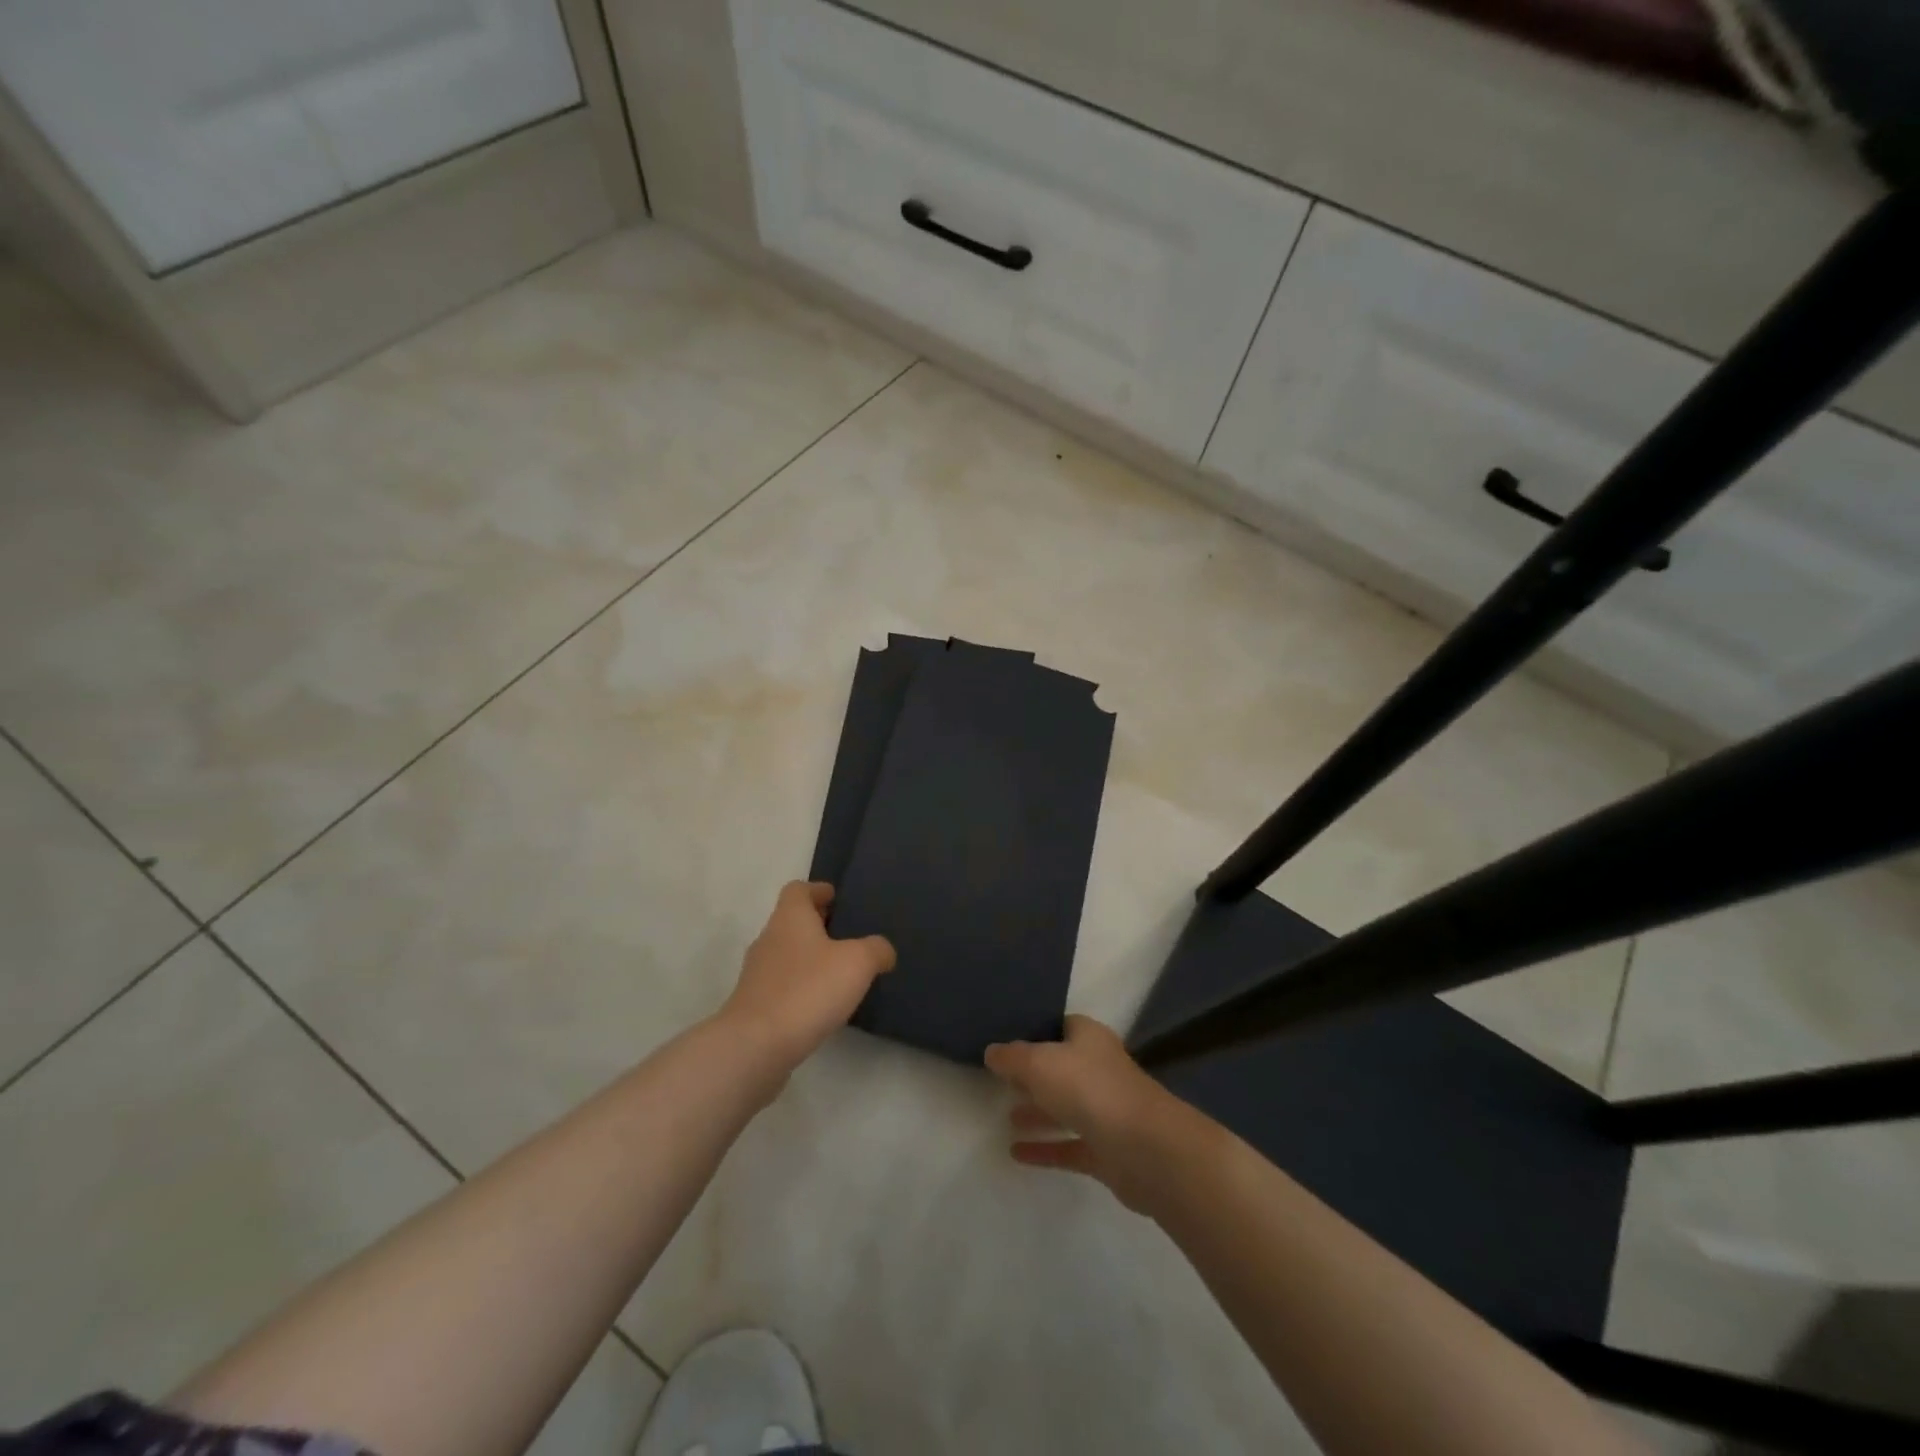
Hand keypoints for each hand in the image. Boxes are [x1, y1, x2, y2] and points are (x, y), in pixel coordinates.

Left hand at [721, 881, 894, 1072]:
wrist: (756, 1046)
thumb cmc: (808, 990)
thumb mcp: (857, 963)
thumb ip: (876, 949)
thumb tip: (882, 951)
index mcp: (789, 918)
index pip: (798, 889)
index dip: (818, 890)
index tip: (837, 899)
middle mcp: (768, 939)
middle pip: (792, 922)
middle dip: (818, 926)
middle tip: (848, 937)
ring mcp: (757, 974)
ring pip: (787, 954)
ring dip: (810, 959)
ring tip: (840, 974)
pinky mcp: (755, 1006)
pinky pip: (782, 985)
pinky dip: (801, 987)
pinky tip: (822, 1005)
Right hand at [985, 1015, 1204, 1214]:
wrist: (1145, 1149)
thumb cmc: (1090, 1089)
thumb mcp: (1039, 1062)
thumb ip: (1012, 1057)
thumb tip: (992, 1052)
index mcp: (1089, 1038)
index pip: (1061, 1026)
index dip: (1036, 1030)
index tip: (1007, 1039)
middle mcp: (1099, 1069)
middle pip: (1061, 1067)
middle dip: (1033, 1074)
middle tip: (1000, 1079)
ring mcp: (1105, 1111)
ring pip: (1065, 1107)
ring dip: (1038, 1112)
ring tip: (1005, 1116)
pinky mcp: (1106, 1151)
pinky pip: (1068, 1146)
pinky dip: (1045, 1148)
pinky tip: (1016, 1153)